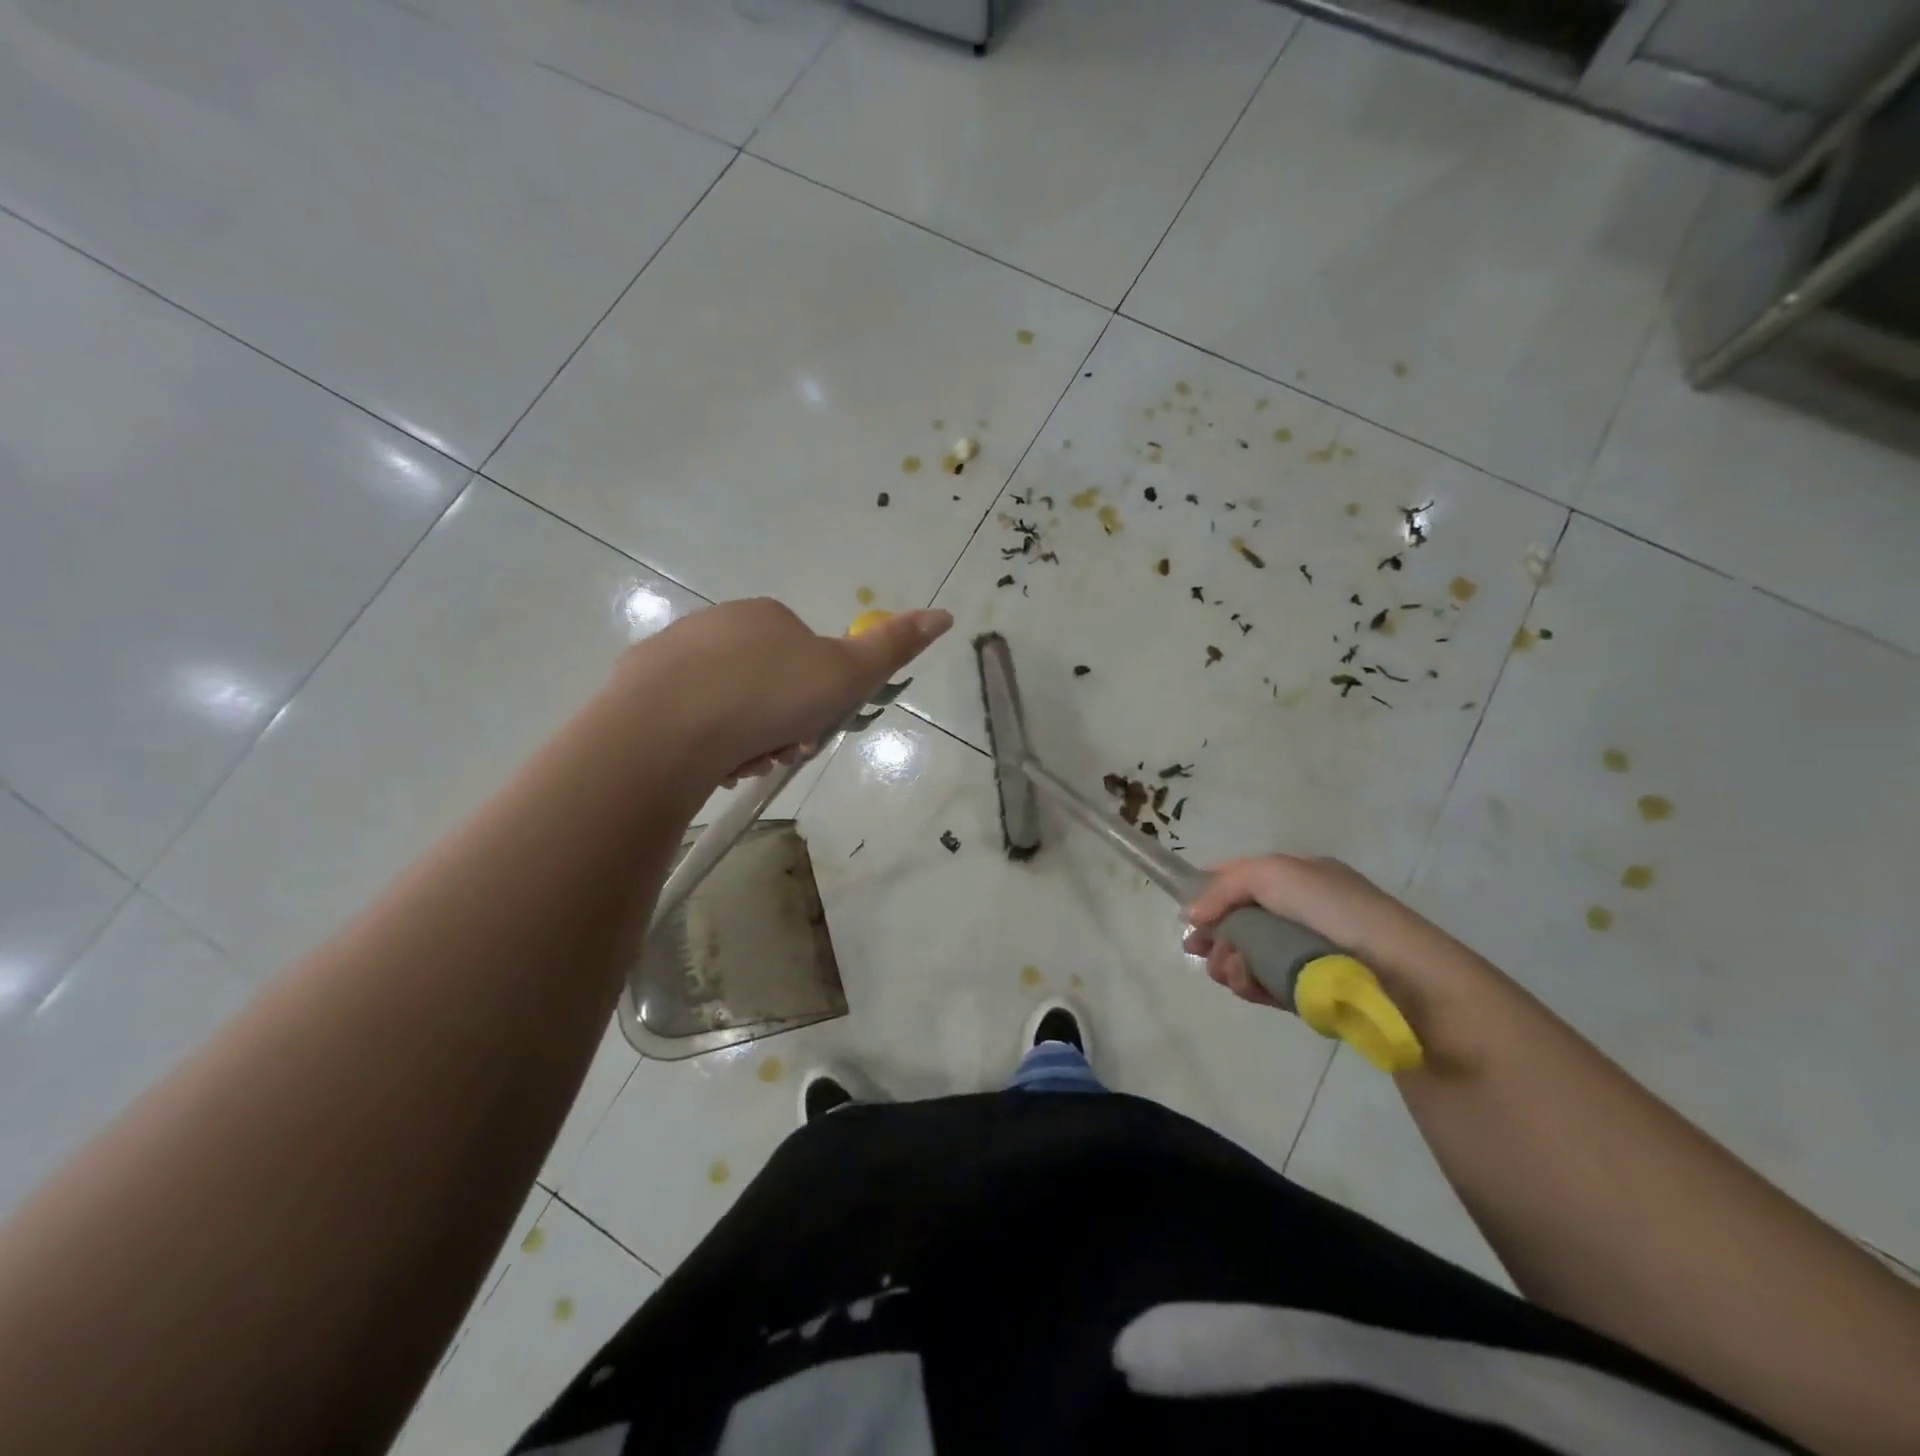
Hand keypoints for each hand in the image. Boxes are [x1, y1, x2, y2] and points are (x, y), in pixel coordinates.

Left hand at [619, 598, 952, 783]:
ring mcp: (674, 654)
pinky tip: (707, 764)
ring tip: (742, 766)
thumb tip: (944, 614)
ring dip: (747, 741)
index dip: (818, 702)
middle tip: (779, 755)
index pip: (808, 660)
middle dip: (782, 727)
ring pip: (730, 706)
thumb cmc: (767, 696)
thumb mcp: (844, 674)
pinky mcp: (639, 688)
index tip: (813, 734)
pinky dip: (706, 743)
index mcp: (768, 617)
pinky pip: (689, 719)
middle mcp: (719, 625)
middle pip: (770, 686)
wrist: (667, 728)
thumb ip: (893, 647)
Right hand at [1182, 855, 1452, 1008]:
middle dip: (1214, 935)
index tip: (1187, 913)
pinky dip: (1251, 986)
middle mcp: (1300, 913)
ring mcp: (1304, 954)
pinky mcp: (1308, 992)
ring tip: (1236, 971)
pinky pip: (1264, 986)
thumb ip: (1225, 886)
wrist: (1403, 978)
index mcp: (1299, 878)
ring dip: (1229, 963)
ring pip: (1245, 956)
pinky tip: (1251, 988)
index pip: (1241, 878)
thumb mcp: (1275, 874)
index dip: (1209, 892)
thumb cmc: (1338, 913)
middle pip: (1236, 921)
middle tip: (1200, 949)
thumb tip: (1193, 915)